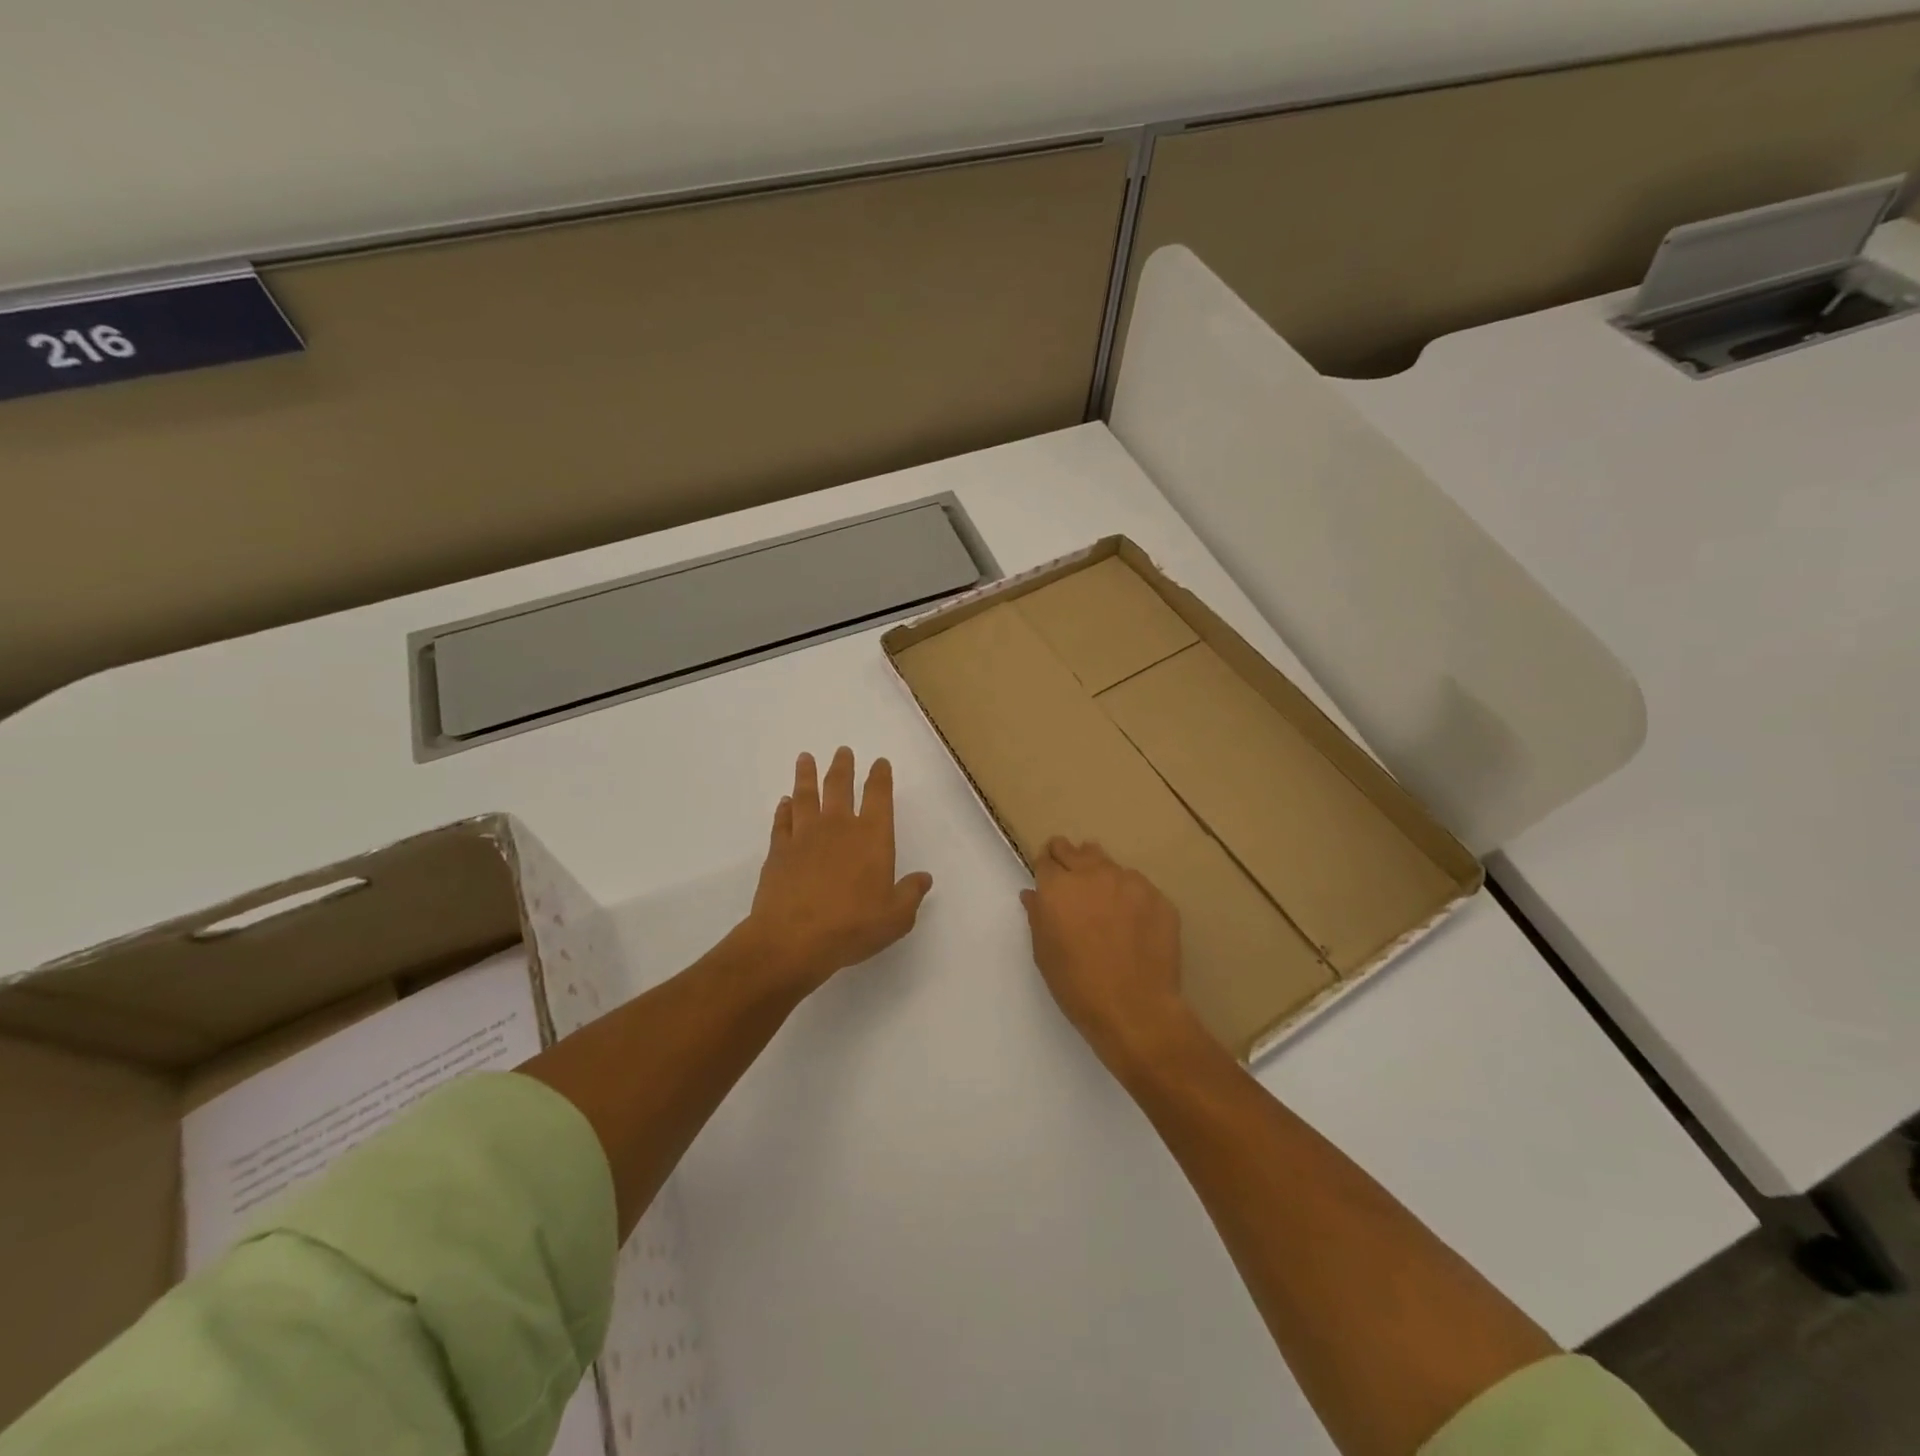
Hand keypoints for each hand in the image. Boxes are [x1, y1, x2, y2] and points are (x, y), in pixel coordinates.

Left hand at [740, 748, 933, 993]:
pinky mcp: (779, 851)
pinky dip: (784, 809)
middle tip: (842, 751)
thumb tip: (923, 878)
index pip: (879, 797)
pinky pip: (782, 821)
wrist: (793, 938)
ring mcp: (805, 836)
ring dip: (807, 775)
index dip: (880, 777)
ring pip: (806, 796)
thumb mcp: (896, 917)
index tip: (880, 763)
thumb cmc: (853, 926)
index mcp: (872, 837)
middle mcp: (839, 827)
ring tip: (806, 758)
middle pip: (840, 786)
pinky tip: (784, 802)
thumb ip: (910, 894)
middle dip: (843, 766)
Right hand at [1021, 838, 1197, 1067]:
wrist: (1135, 1009)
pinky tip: (1132, 922)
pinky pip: (1137, 886)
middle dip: (1069, 858)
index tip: (1049, 878)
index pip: (1046, 859)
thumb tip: (1033, 894)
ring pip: (1108, 863)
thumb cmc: (1078, 985)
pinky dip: (1129, 895)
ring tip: (1103, 900)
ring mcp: (1129, 882)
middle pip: (1075, 850)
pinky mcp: (1157, 896)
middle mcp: (1092, 874)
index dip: (1046, 867)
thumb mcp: (1044, 953)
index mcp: (1058, 887)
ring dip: (1100, 874)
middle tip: (1071, 881)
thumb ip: (1038, 916)